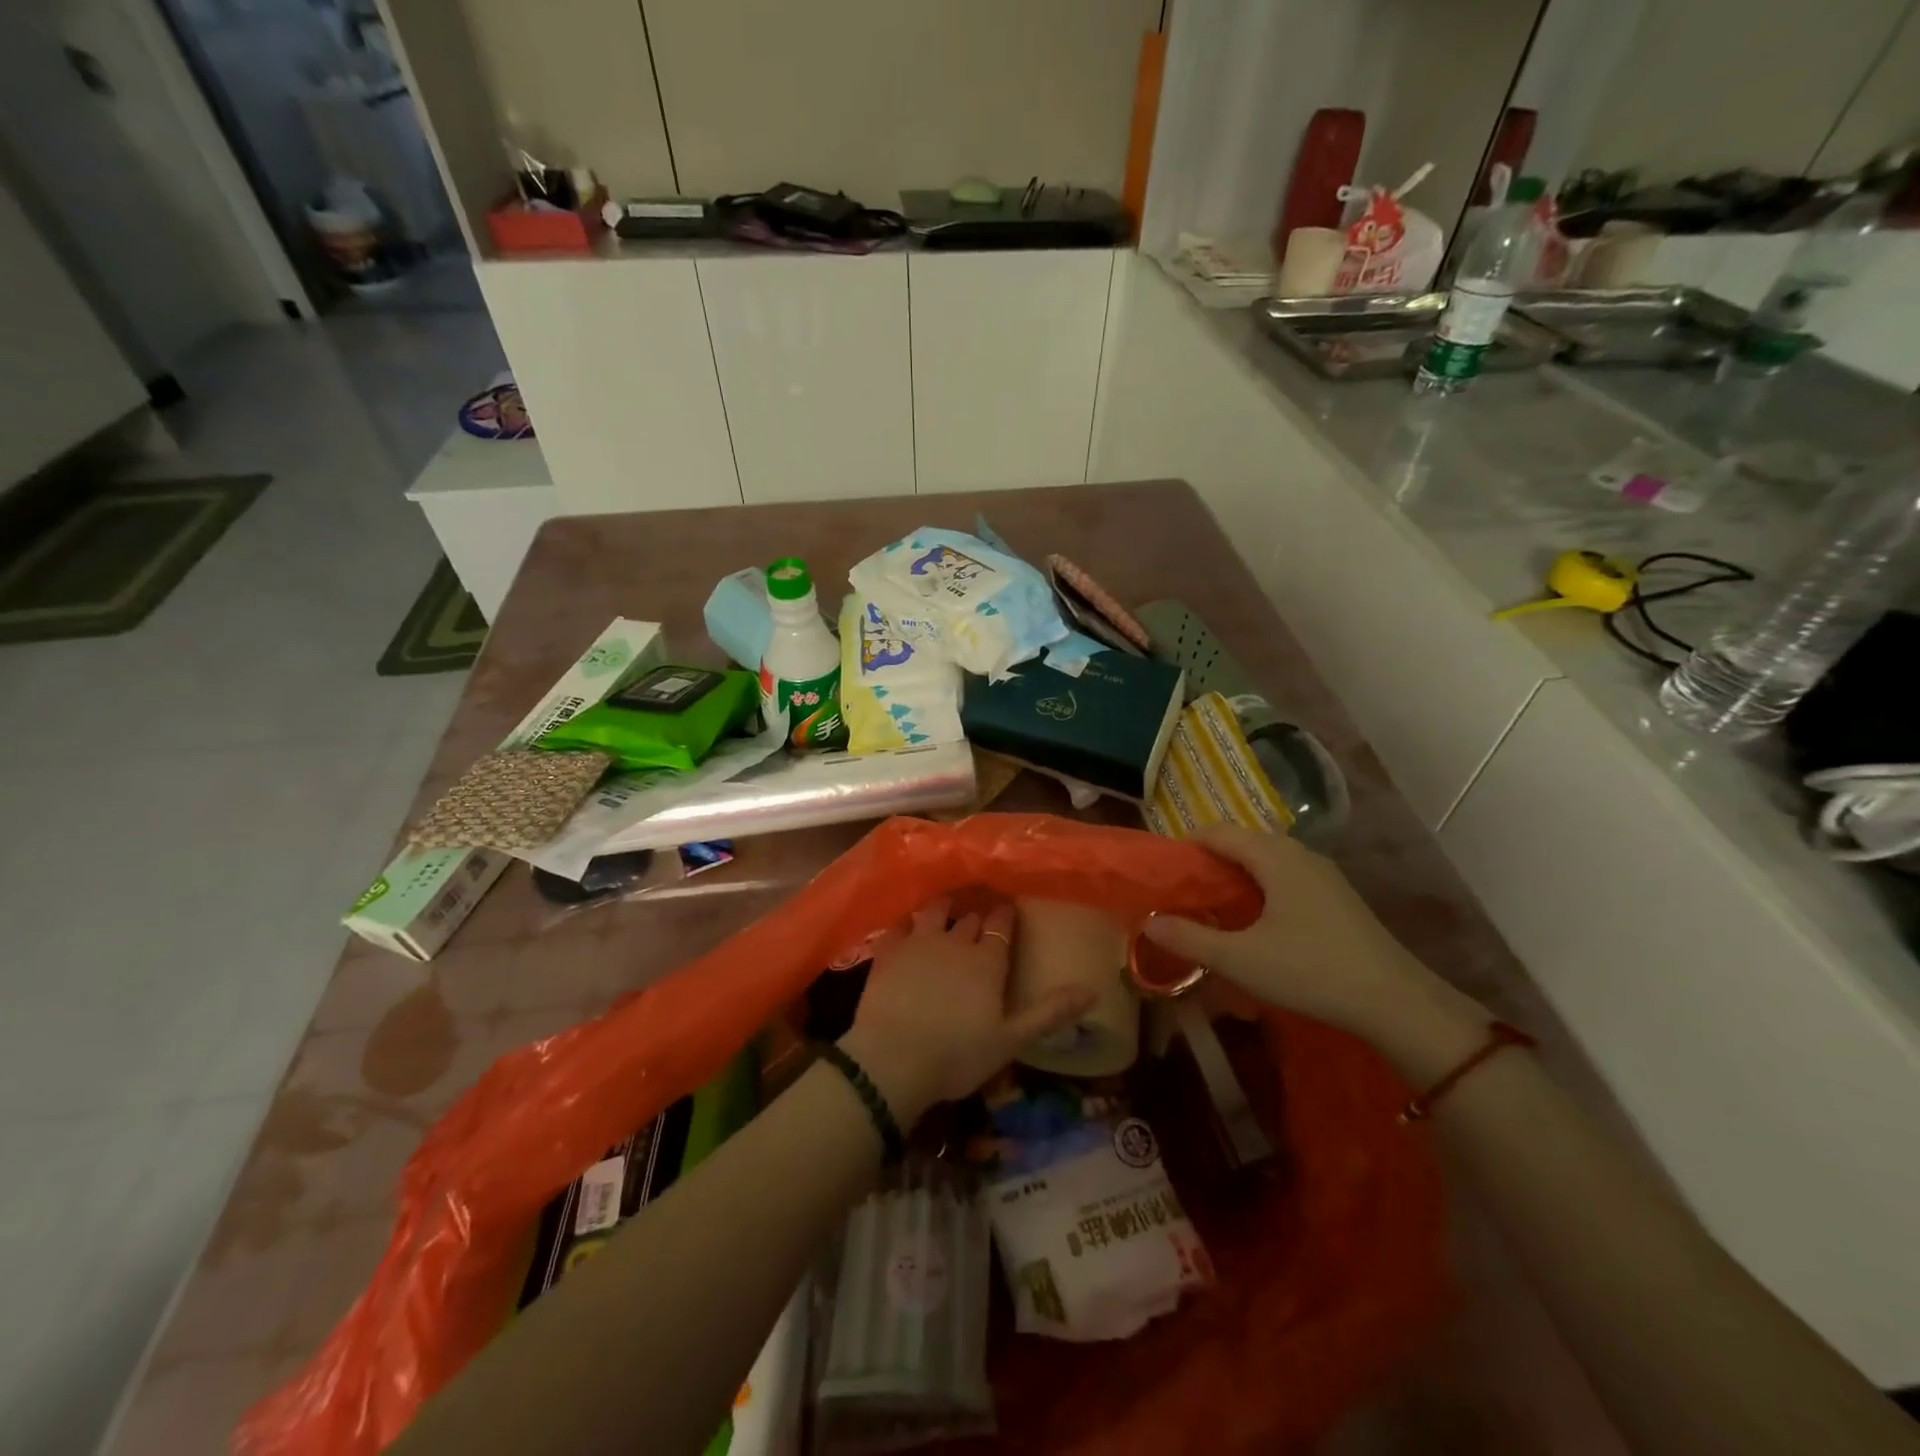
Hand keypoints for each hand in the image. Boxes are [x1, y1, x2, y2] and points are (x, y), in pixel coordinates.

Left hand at [841, 898, 1092, 1123]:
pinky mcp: (887, 951)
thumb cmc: (957, 1055)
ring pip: (935, 911)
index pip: (1002, 926)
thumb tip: (1092, 990)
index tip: (1009, 909)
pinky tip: (907, 924)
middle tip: (980, 916)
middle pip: (970, 919)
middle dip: (977, 915)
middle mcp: (955, 942)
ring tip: (947, 906)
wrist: (893, 1059)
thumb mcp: (1011, 1040)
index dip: (1006, 916)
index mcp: (987, 962)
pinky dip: (906, 922)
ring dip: (944, 907)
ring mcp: (918, 942)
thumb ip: (1050, 1012)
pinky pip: (899, 925)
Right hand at [1144, 826, 1486, 1071]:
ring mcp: (1322, 874)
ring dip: (1234, 876)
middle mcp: (1299, 854)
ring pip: (1265, 860)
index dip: (1186, 845)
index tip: (1163, 872)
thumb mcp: (1241, 959)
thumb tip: (1148, 921)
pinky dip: (1259, 887)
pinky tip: (1253, 920)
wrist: (1395, 1002)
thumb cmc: (1311, 971)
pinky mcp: (1336, 896)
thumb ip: (1190, 938)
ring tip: (1211, 906)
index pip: (1218, 832)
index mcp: (1274, 856)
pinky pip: (1285, 876)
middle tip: (1181, 892)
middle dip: (1208, 861)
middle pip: (1242, 842)